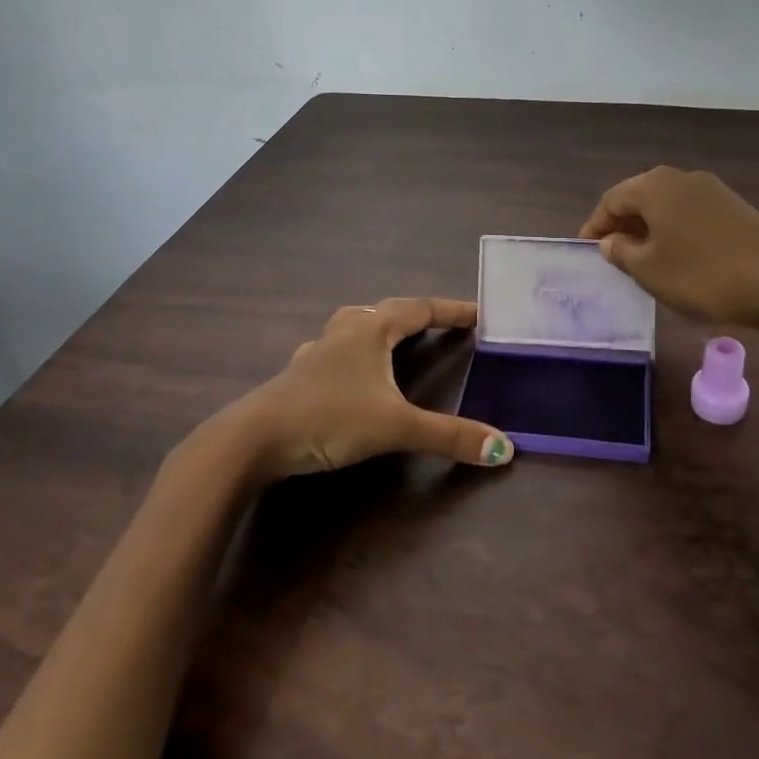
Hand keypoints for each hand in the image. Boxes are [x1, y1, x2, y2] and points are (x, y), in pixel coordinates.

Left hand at [216, 297, 513, 482]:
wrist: (253, 439)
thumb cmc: (328, 418)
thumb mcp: (395, 427)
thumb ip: (449, 436)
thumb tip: (504, 448)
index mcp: (371, 331)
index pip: (419, 309)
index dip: (450, 310)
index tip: (477, 312)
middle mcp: (344, 332)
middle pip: (386, 311)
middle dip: (416, 315)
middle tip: (440, 325)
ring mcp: (317, 352)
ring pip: (354, 326)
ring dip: (379, 327)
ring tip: (394, 337)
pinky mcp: (298, 375)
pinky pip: (333, 351)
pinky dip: (350, 353)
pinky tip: (346, 371)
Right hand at [579, 166, 758, 329]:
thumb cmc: (702, 275)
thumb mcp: (649, 270)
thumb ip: (621, 252)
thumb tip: (611, 241)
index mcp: (655, 185)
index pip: (611, 200)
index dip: (594, 226)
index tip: (586, 251)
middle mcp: (681, 177)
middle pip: (640, 197)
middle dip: (622, 225)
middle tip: (611, 255)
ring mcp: (712, 190)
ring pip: (667, 206)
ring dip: (649, 229)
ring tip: (642, 260)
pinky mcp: (735, 208)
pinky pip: (690, 214)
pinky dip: (675, 231)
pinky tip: (678, 258)